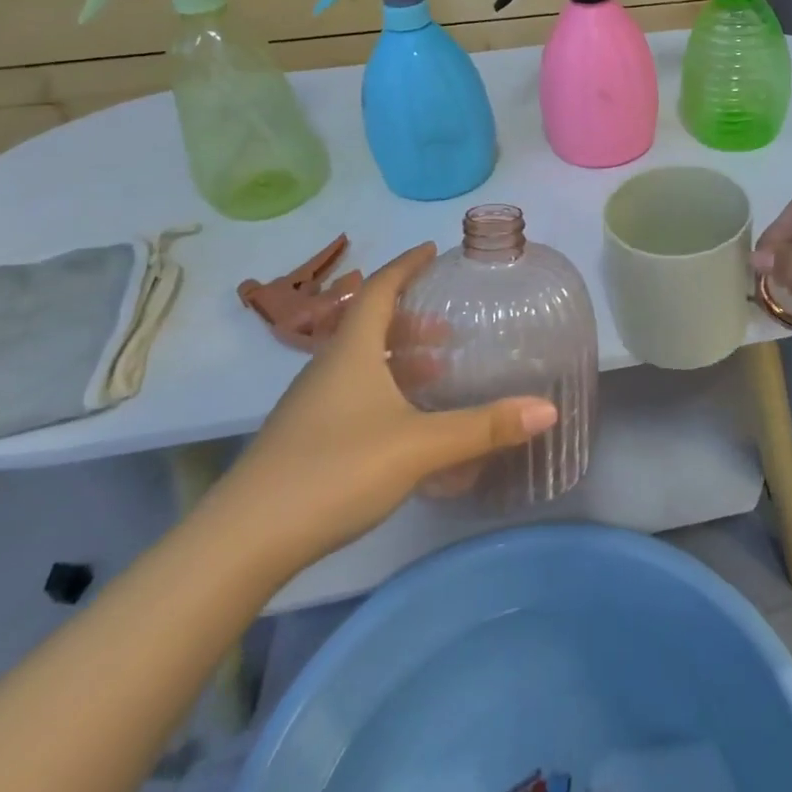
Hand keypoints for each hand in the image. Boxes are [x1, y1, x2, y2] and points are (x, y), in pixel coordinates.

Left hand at [213, 244, 558, 576]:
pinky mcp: (305, 439)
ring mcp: (311, 405)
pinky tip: (405, 425)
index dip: (406, 266)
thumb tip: (547, 408)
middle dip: (411, 318)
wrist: (243, 541)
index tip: (432, 250)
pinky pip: (353, 395)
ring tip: (437, 370)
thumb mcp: (418, 447)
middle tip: (449, 325)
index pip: (379, 289)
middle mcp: (328, 369)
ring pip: (361, 363)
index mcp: (351, 352)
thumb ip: (483, 428)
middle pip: (370, 325)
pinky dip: (385, 391)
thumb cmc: (334, 471)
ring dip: (399, 358)